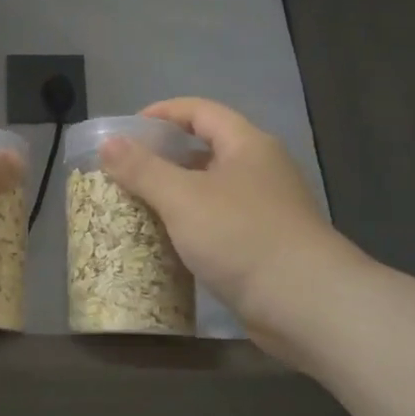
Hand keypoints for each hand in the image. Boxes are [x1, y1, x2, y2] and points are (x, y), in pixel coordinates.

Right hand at [100, 98, 369, 348]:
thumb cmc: (242, 237)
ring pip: (211, 191)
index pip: (200, 111)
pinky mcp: (264, 246)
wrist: (306, 304)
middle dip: (163, 158)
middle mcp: (261, 170)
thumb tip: (108, 143)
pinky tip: (167, 243)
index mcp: (247, 145)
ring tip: (136, 207)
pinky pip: (218, 224)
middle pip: (205, 150)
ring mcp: (266, 210)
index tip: (127, 130)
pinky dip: (190, 227)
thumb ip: (142, 168)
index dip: (162, 113)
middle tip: (124, 172)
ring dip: (175, 196)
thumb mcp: (182, 198)